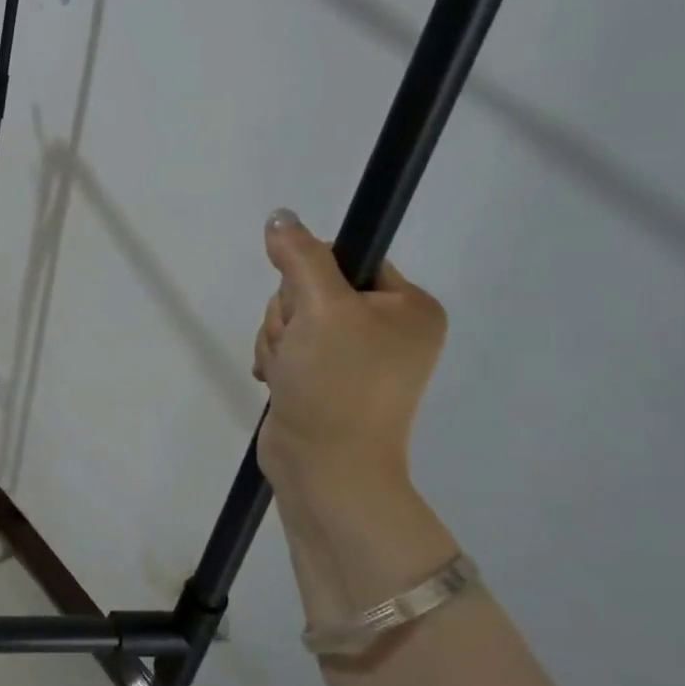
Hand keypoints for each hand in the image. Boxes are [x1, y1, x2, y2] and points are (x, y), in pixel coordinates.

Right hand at [253, 209, 446, 505]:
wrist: (325, 469)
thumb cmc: (336, 384)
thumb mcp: (321, 308)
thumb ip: (300, 256)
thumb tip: (281, 217)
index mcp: (409, 307)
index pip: (347, 258)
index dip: (311, 275)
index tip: (306, 306)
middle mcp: (388, 329)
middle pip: (313, 289)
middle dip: (290, 316)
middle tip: (298, 347)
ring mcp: (356, 358)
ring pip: (293, 319)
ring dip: (278, 340)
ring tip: (288, 371)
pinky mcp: (325, 380)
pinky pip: (288, 347)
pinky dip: (276, 360)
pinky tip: (279, 381)